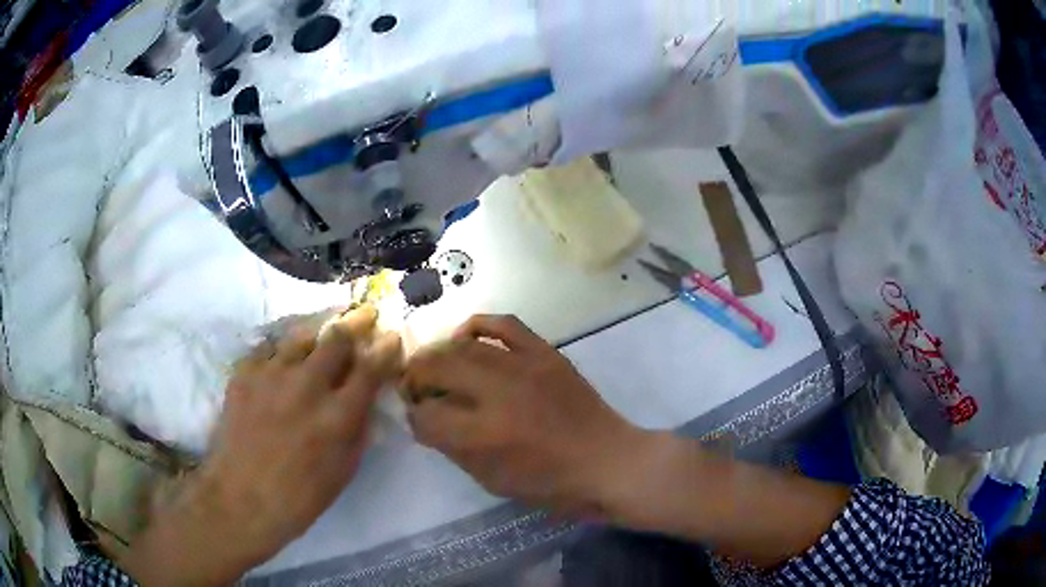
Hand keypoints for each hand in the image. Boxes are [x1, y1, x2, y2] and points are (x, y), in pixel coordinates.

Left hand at [121, 306, 402, 585]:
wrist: (242, 497)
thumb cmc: (301, 496)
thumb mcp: (344, 471)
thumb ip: (358, 429)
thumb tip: (365, 398)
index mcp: (338, 416)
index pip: (371, 368)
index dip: (386, 348)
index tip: (391, 337)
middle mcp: (307, 386)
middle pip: (337, 337)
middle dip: (356, 323)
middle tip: (365, 316)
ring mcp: (271, 375)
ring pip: (302, 336)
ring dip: (317, 337)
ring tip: (319, 342)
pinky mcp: (244, 374)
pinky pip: (268, 350)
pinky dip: (280, 355)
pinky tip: (280, 366)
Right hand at [402, 315, 650, 518]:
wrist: (607, 461)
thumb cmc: (551, 484)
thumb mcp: (492, 480)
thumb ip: (454, 448)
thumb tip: (427, 419)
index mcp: (484, 435)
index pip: (426, 415)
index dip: (415, 417)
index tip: (418, 417)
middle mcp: (498, 394)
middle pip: (437, 369)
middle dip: (416, 378)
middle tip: (415, 387)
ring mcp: (524, 367)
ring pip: (464, 346)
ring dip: (439, 353)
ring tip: (434, 364)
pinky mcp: (546, 353)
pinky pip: (505, 324)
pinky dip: (478, 324)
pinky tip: (465, 336)